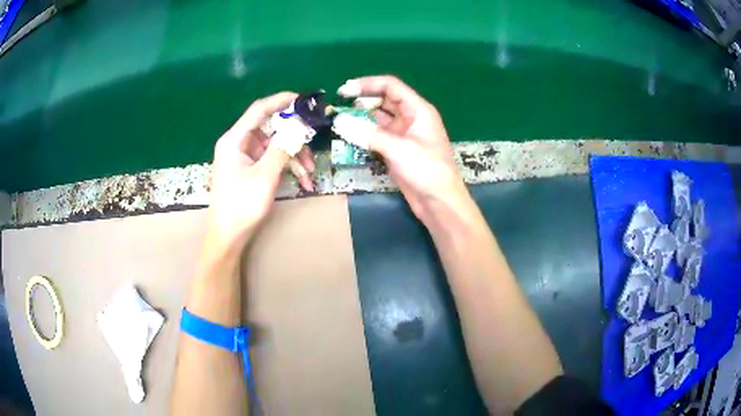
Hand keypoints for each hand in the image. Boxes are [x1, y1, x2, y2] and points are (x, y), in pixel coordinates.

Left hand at [206, 92, 314, 252]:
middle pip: (270, 128)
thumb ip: (282, 147)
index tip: (304, 99)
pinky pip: (272, 160)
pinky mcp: (250, 170)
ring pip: (274, 146)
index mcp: (234, 140)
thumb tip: (300, 124)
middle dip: (294, 136)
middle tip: (314, 138)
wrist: (228, 238)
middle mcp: (238, 144)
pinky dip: (287, 167)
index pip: (259, 110)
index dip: (282, 100)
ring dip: (294, 156)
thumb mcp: (265, 176)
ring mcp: (244, 157)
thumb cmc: (241, 206)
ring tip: (311, 171)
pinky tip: (304, 181)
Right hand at [337, 76, 468, 224]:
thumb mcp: (399, 148)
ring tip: (339, 121)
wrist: (439, 201)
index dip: (367, 84)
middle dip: (361, 101)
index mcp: (418, 109)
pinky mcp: (396, 149)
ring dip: (360, 118)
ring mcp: (403, 134)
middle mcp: (410, 118)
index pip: (390, 86)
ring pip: (378, 118)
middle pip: (383, 100)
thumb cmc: (427, 170)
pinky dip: (363, 134)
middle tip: (339, 107)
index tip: (344, 90)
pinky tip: (348, 136)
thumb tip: (340, 122)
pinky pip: (376, 135)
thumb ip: (368, 134)